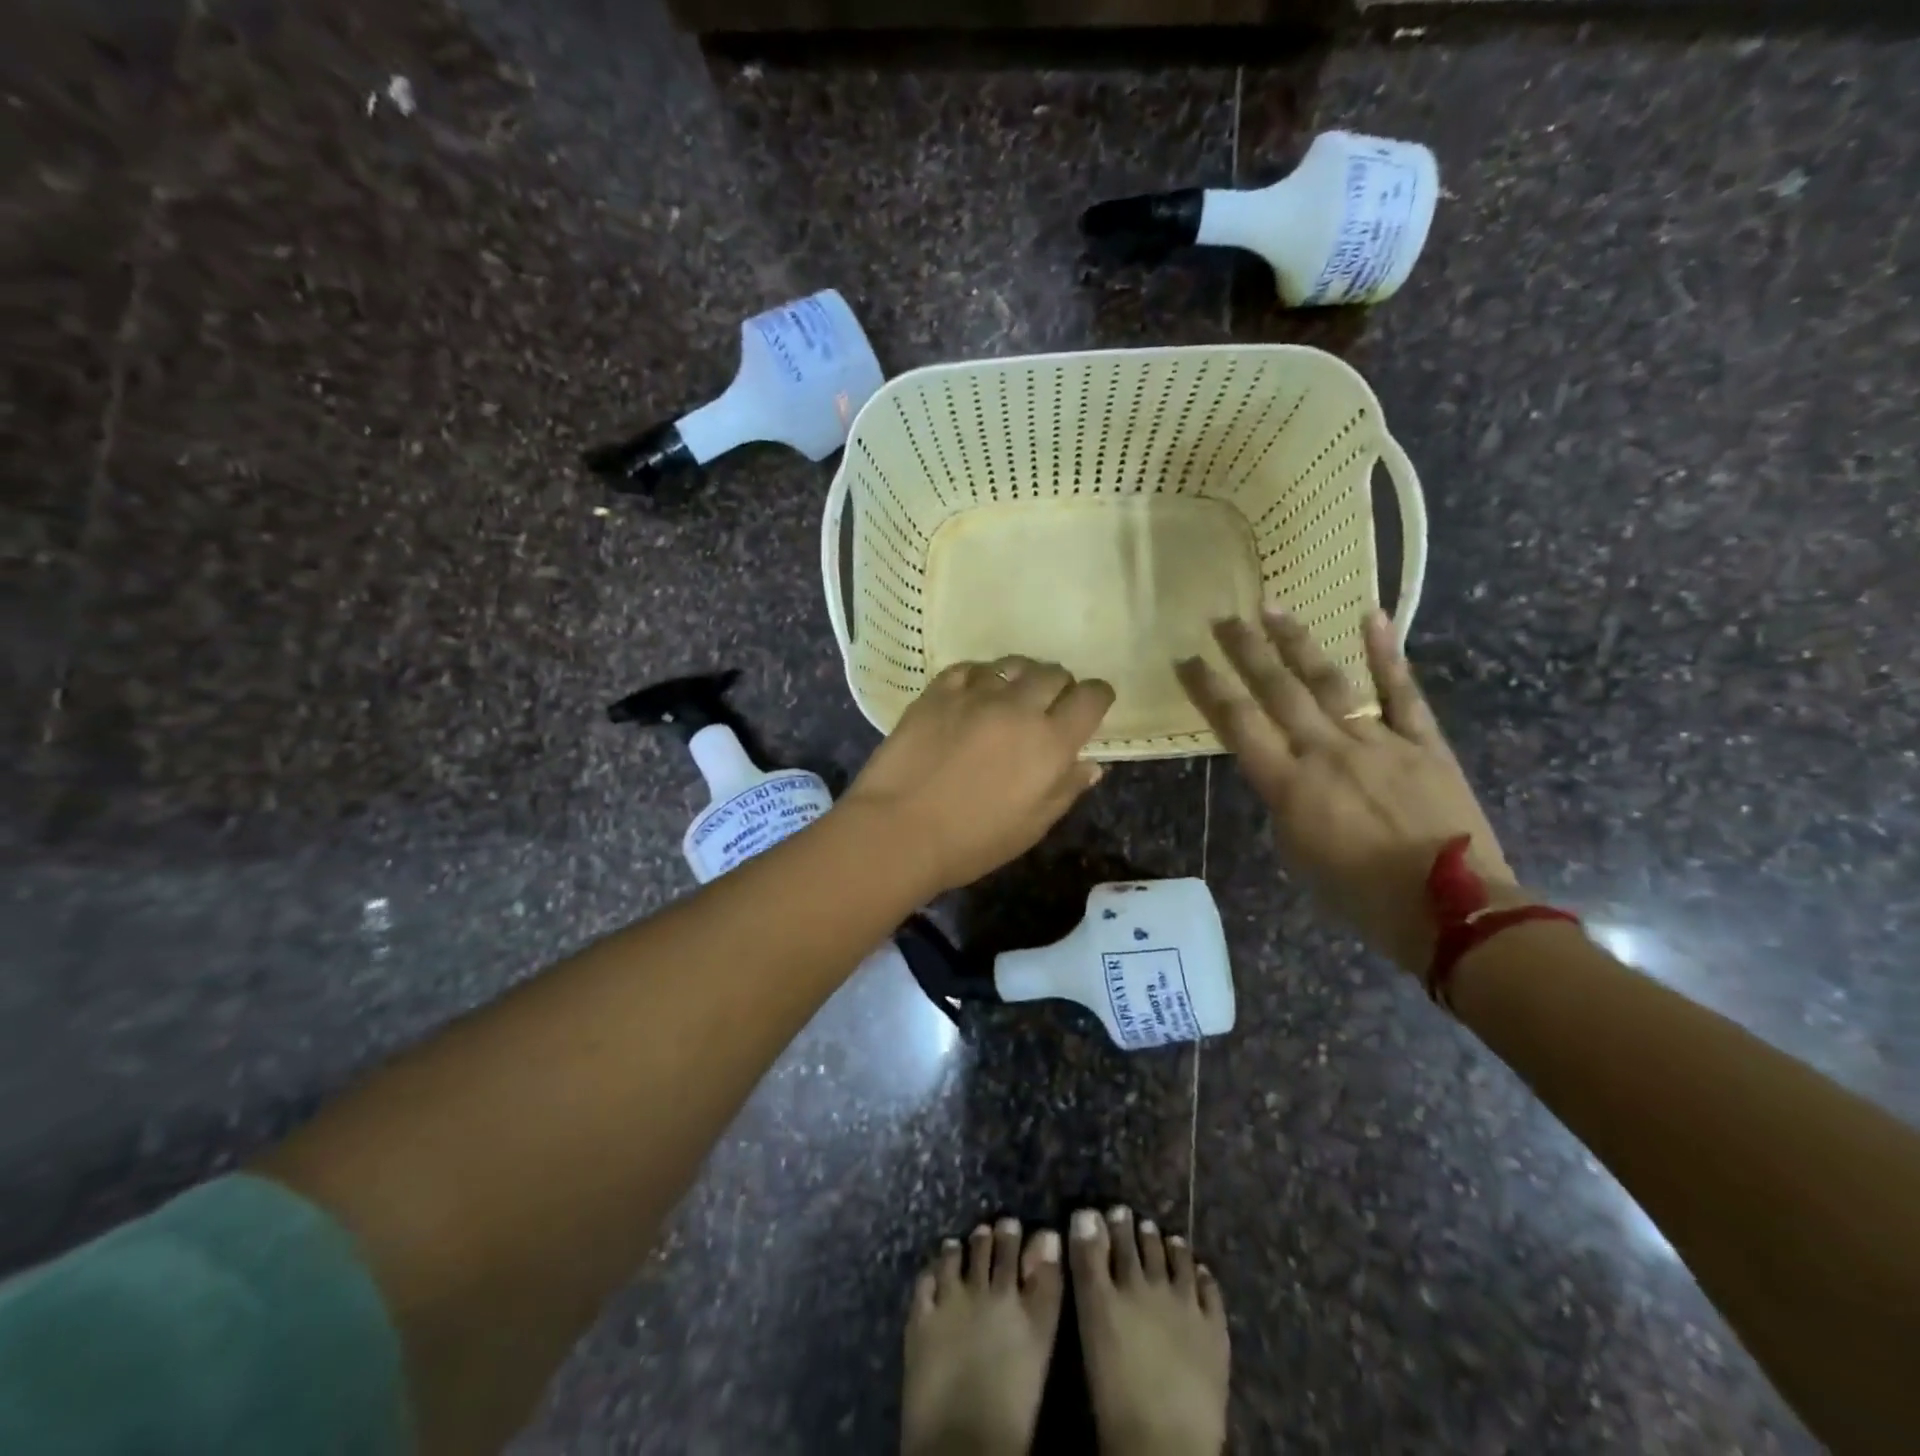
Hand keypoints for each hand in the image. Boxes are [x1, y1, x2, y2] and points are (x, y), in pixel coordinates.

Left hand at [842, 657, 1114, 896]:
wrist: (898, 830)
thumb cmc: (972, 841)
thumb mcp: (1032, 827)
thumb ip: (1065, 790)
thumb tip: (1090, 764)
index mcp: (1050, 742)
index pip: (1091, 698)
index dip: (1097, 697)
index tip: (1091, 706)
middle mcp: (1019, 707)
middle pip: (1053, 673)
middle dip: (1059, 686)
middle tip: (1048, 705)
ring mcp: (975, 694)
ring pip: (1013, 664)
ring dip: (1021, 676)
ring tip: (1011, 695)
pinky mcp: (938, 692)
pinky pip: (970, 668)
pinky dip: (980, 677)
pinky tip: (973, 693)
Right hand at [1176, 609, 1513, 973]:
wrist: (1450, 910)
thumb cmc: (1360, 896)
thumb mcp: (1297, 856)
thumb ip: (1284, 805)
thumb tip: (1287, 775)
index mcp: (1288, 785)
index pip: (1237, 723)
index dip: (1208, 688)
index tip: (1186, 659)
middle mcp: (1325, 751)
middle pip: (1277, 690)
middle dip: (1245, 651)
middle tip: (1223, 619)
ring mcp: (1377, 741)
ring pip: (1330, 681)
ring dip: (1297, 643)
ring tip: (1273, 609)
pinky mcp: (1423, 743)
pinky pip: (1402, 693)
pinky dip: (1386, 654)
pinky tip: (1371, 617)